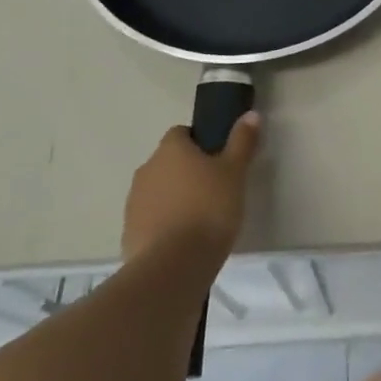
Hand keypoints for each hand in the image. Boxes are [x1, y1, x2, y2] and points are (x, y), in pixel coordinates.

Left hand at [123, 113, 261, 266]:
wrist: (173, 266)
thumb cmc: (209, 209)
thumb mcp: (235, 172)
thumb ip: (242, 142)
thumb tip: (250, 114)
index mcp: (170, 150)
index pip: (181, 133)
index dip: (200, 142)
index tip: (218, 159)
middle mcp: (147, 169)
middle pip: (168, 163)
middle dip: (187, 172)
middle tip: (214, 190)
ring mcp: (134, 203)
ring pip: (158, 191)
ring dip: (174, 198)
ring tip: (200, 219)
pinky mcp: (129, 233)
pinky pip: (150, 220)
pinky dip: (164, 224)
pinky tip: (184, 242)